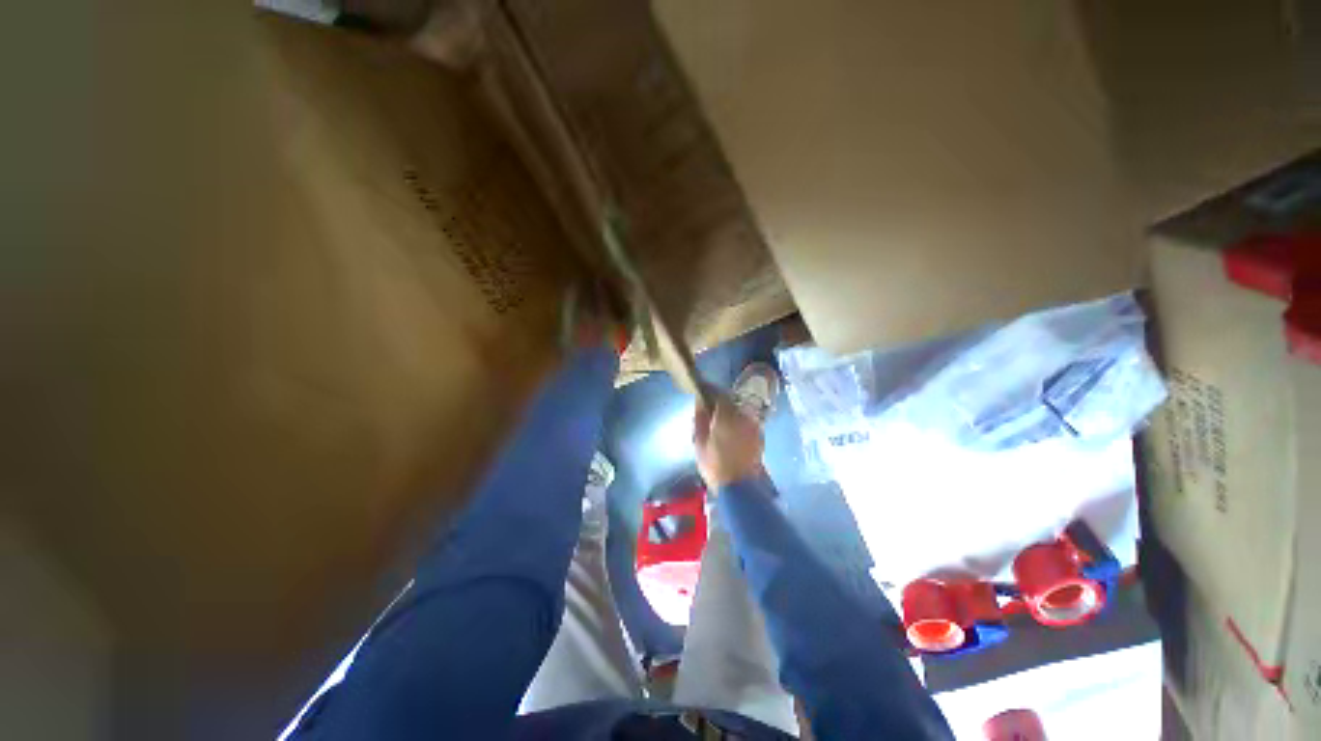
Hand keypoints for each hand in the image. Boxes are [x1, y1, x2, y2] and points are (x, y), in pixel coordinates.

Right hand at [694, 397, 763, 488]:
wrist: (739, 488)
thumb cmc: (714, 465)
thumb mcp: (699, 442)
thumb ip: (700, 418)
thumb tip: (699, 402)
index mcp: (726, 416)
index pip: (719, 394)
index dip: (710, 392)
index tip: (702, 394)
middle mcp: (743, 416)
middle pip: (731, 402)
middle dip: (721, 403)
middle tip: (710, 411)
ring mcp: (754, 426)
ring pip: (740, 412)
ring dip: (731, 414)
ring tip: (721, 424)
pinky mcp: (760, 437)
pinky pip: (747, 423)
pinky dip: (739, 424)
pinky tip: (732, 434)